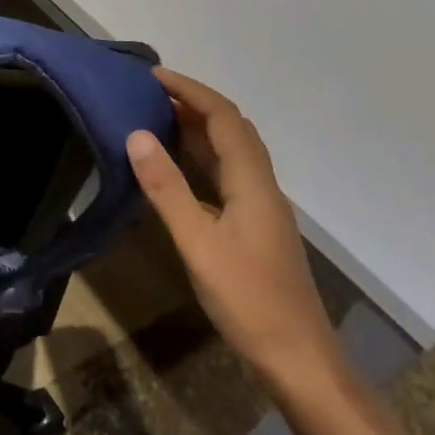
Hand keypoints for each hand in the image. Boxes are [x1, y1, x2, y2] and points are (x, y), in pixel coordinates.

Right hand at [127, 68, 341, 392]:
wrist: (298, 358)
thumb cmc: (248, 300)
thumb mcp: (198, 244)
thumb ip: (167, 189)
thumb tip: (137, 134)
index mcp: (252, 183)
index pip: (224, 118)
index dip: (191, 91)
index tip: (153, 75)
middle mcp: (261, 186)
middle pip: (232, 129)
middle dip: (194, 102)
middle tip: (150, 92)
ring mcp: (261, 207)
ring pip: (231, 151)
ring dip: (198, 127)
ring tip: (158, 116)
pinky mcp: (254, 226)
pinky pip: (227, 173)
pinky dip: (202, 156)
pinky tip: (178, 166)